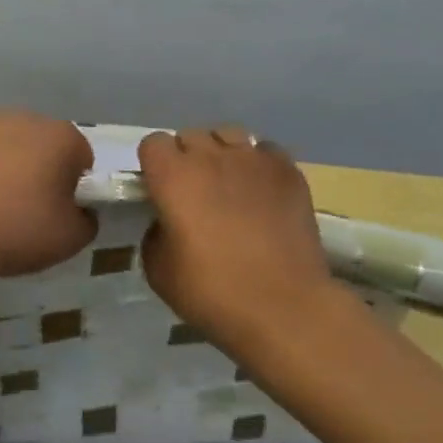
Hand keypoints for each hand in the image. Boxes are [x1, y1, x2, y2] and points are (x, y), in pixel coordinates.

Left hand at [0, 112, 96, 282]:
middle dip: (39, 169)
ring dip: (5, 166)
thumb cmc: (17, 231)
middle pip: (42, 145)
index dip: (73, 185)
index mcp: (61, 137)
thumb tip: (78, 210)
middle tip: (25, 209)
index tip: (57, 210)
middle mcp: (25, 119)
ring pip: (6, 145)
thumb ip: (87, 220)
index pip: (80, 157)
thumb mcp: (71, 239)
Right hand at [138, 126, 342, 337]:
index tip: (160, 190)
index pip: (153, 143)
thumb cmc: (212, 292)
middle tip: (194, 192)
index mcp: (172, 176)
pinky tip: (262, 191)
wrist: (284, 307)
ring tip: (230, 184)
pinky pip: (266, 151)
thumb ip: (155, 233)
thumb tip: (167, 221)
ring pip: (229, 135)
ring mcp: (253, 160)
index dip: (154, 165)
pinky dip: (259, 164)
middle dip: (187, 158)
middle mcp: (211, 157)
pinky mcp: (288, 172)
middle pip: (191, 136)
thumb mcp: (158, 270)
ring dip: (222, 153)